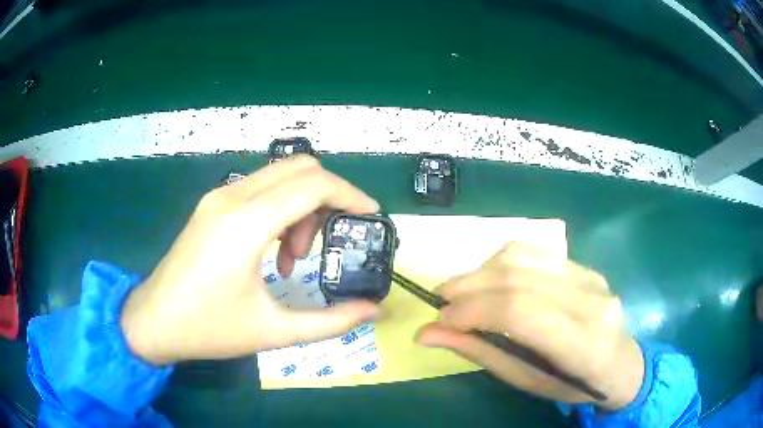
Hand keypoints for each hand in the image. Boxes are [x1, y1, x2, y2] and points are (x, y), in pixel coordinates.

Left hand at [120, 156, 380, 364]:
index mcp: (246, 224)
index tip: (370, 215)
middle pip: (299, 169)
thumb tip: (373, 311)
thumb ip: (331, 322)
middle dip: (327, 199)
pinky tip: (271, 251)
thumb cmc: (209, 329)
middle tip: (329, 242)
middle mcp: (232, 197)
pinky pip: (259, 190)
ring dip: (301, 207)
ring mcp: (218, 197)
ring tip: (293, 259)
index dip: (350, 195)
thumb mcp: (274, 332)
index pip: (313, 185)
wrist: (154, 322)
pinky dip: (279, 210)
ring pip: (279, 177)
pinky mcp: (211, 205)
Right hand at [416, 243, 643, 410]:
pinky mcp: (585, 266)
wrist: (621, 364)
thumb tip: (427, 334)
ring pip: (523, 257)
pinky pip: (534, 252)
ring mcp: (591, 277)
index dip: (473, 310)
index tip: (441, 320)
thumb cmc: (573, 385)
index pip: (520, 312)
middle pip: (517, 278)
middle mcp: (591, 302)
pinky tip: (490, 280)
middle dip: (468, 287)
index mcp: (582, 344)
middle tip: (441, 303)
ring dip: (481, 271)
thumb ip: (482, 353)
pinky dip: (501, 263)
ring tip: (461, 291)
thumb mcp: (527, 382)